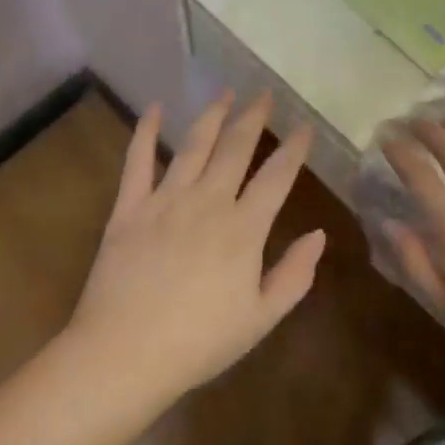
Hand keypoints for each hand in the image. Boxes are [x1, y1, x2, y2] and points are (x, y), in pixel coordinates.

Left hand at [65, 91, 321, 415]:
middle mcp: (207, 201)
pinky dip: (146, 131)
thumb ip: (294, 275)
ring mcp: (166, 199)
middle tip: (265, 94)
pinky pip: (138, 159)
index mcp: (243, 228)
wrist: (125, 353)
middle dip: (253, 118)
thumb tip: (319, 234)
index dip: (294, 149)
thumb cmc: (199, 343)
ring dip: (212, 115)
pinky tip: (155, 108)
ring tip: (225, 92)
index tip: (305, 126)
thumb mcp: (260, 319)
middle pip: (235, 148)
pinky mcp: (130, 205)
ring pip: (194, 145)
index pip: (276, 177)